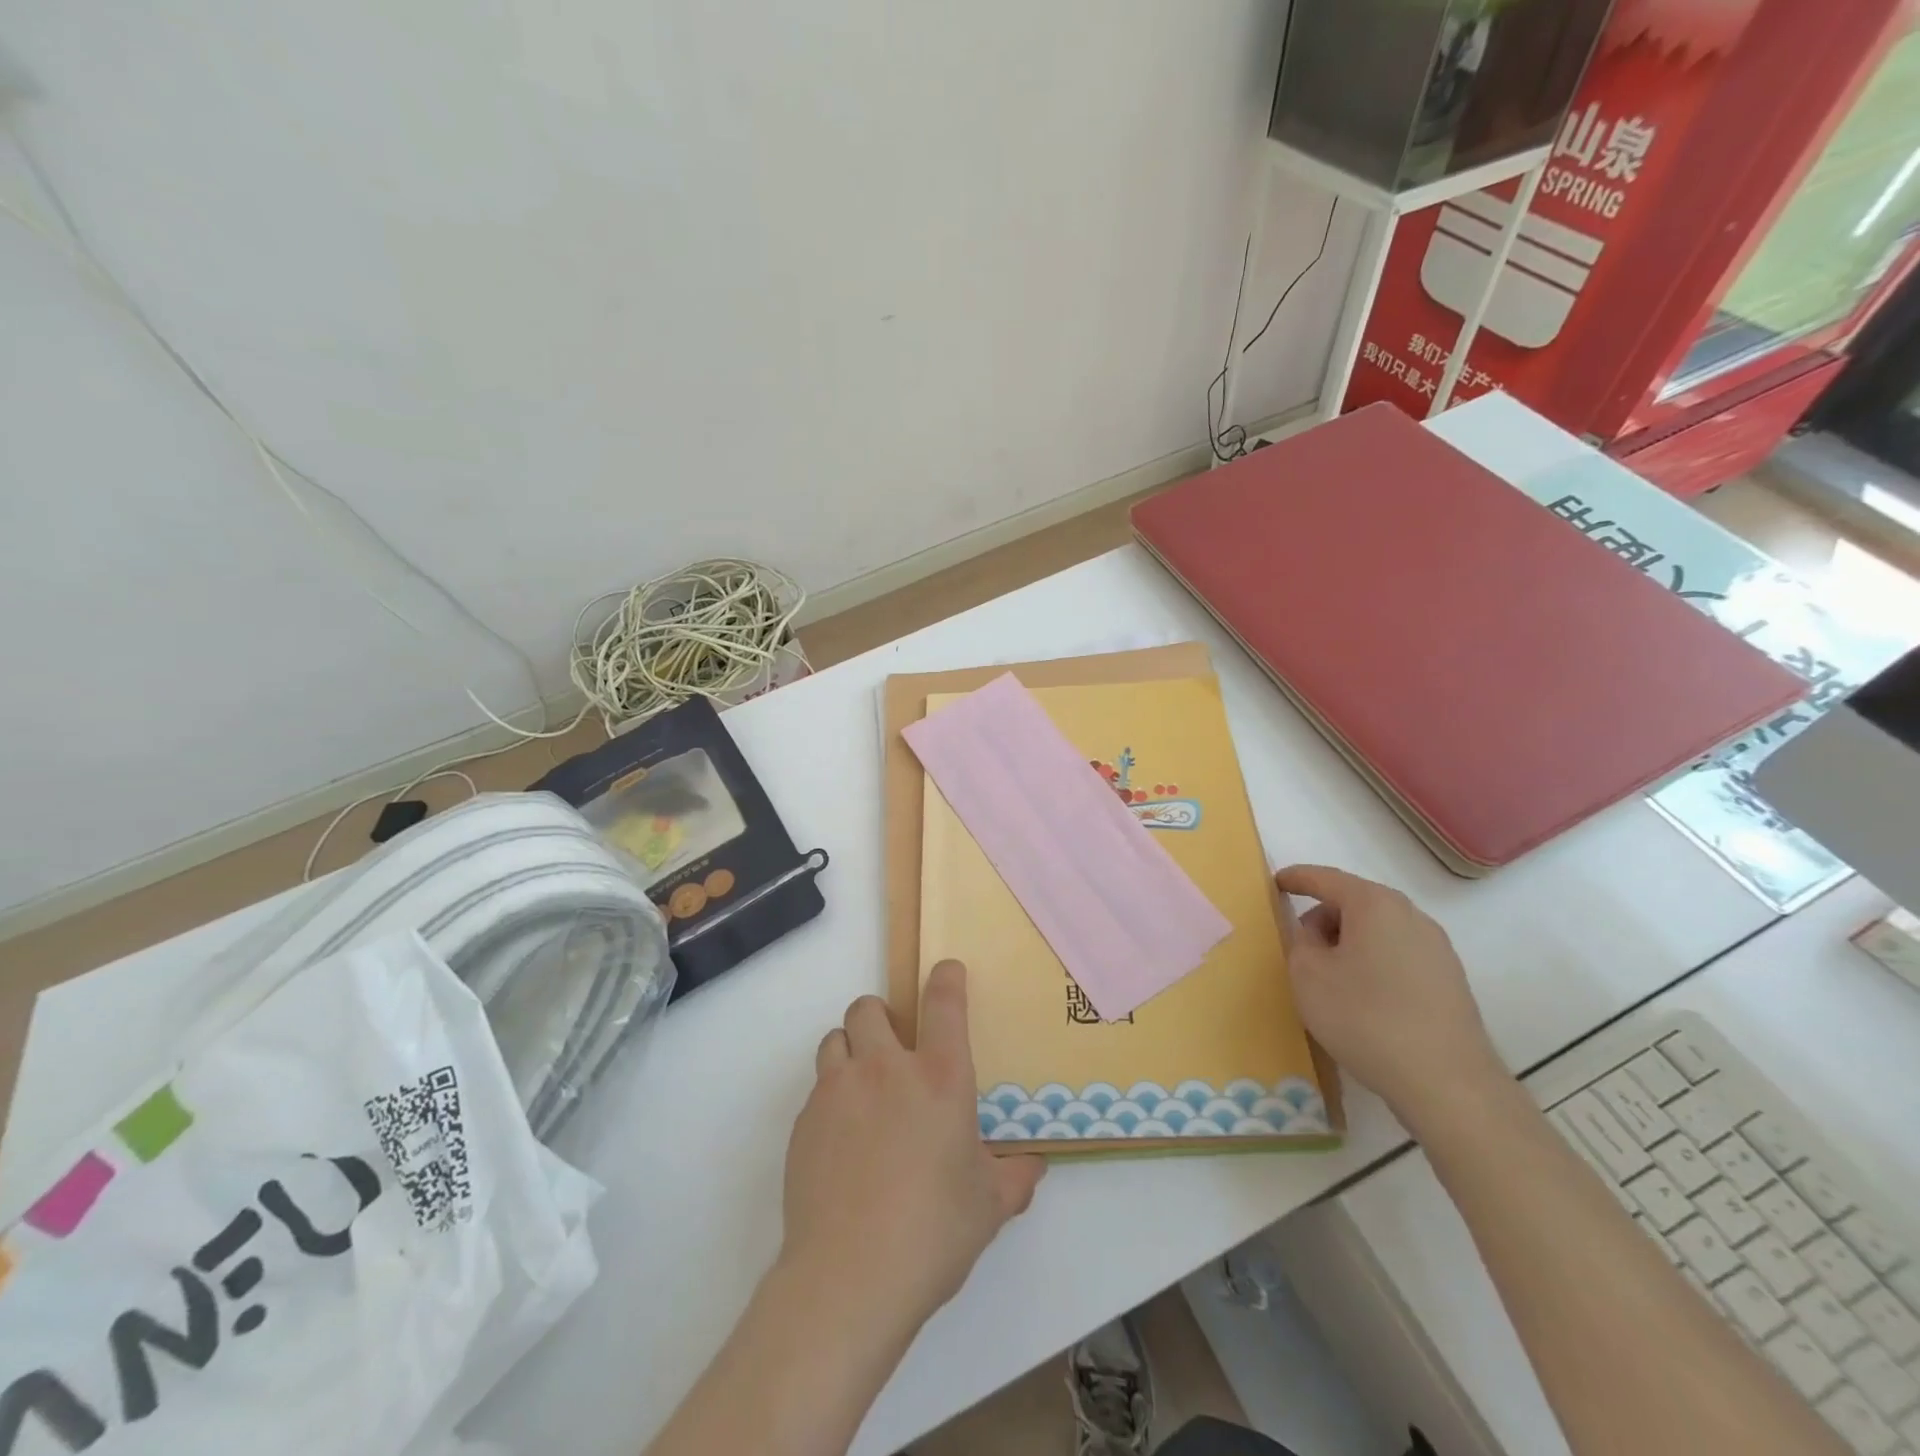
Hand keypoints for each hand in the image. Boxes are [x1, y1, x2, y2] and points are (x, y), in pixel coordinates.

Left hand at [780, 961, 1045, 1342]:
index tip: (946, 970)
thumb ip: (1014, 1178)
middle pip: (868, 1008)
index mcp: (939, 1077)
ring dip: (850, 1050)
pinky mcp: (804, 1121)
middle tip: (892, 1049)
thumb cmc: (933, 1232)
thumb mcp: (988, 1206)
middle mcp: (885, 1069)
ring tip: (862, 1088)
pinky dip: (831, 1098)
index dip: (946, 977)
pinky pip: (817, 1088)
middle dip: (880, 1017)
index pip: (943, 1002)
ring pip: (835, 1039)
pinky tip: (841, 1142)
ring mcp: (838, 1091)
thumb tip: (1033, 1167)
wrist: (849, 1277)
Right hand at [1275, 864, 1505, 1127]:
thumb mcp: (1308, 975)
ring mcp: (1437, 949)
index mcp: (1374, 905)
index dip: (1296, 878)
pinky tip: (1363, 999)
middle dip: (1323, 917)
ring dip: (1349, 943)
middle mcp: (1411, 916)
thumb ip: (1300, 941)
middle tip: (1300, 946)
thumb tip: (1314, 933)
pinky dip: (1373, 963)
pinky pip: (1398, 956)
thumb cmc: (1365, 1017)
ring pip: (1378, 931)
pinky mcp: (1450, 981)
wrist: (1447, 1083)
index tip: (1275, 883)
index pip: (1326, 878)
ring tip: (1330, 979)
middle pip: (1355, 903)